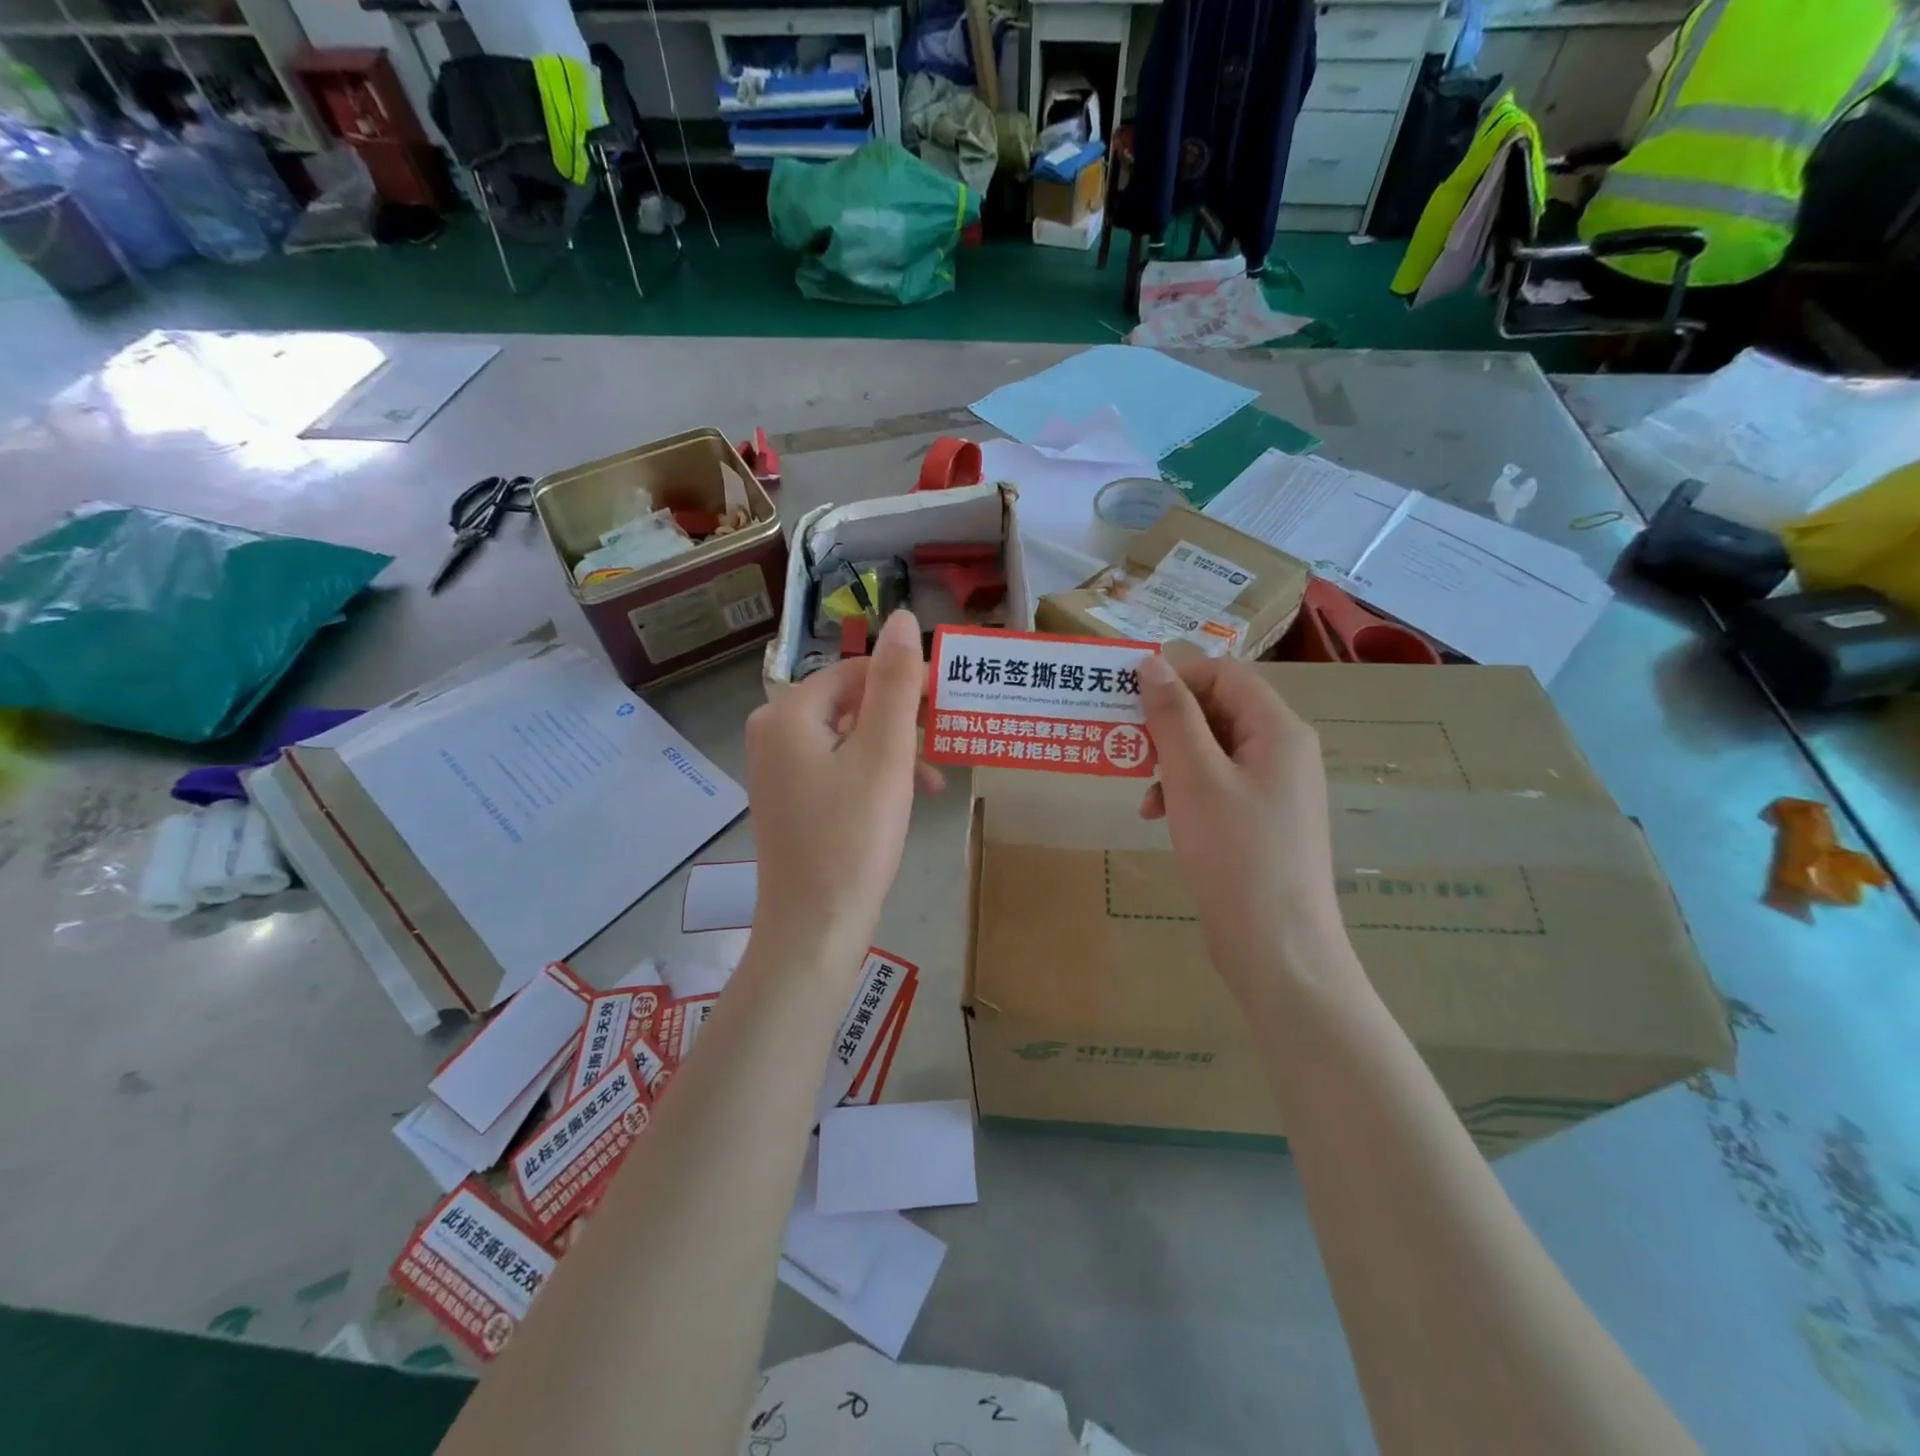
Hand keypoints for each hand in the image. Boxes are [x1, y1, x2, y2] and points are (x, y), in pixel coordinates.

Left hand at [744, 610, 939, 972]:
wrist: (814, 930)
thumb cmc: (853, 838)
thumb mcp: (884, 754)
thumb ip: (895, 683)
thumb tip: (902, 617)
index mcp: (788, 714)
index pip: (856, 672)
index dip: (905, 682)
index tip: (946, 706)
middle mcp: (772, 733)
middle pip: (851, 704)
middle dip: (902, 720)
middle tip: (945, 741)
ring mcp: (778, 770)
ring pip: (849, 738)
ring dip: (894, 750)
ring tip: (935, 778)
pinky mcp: (790, 801)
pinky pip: (838, 768)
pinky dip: (874, 775)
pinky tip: (907, 798)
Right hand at [1137, 649, 1356, 996]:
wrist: (1275, 945)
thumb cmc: (1235, 851)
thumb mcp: (1194, 776)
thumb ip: (1172, 715)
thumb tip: (1153, 663)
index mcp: (1279, 730)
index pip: (1225, 674)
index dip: (1176, 677)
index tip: (1128, 695)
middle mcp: (1283, 751)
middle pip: (1219, 711)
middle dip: (1168, 724)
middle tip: (1126, 742)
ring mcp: (1274, 789)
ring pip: (1213, 750)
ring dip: (1171, 760)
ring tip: (1142, 790)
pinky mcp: (1261, 821)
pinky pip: (1217, 785)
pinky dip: (1184, 791)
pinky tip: (1158, 816)